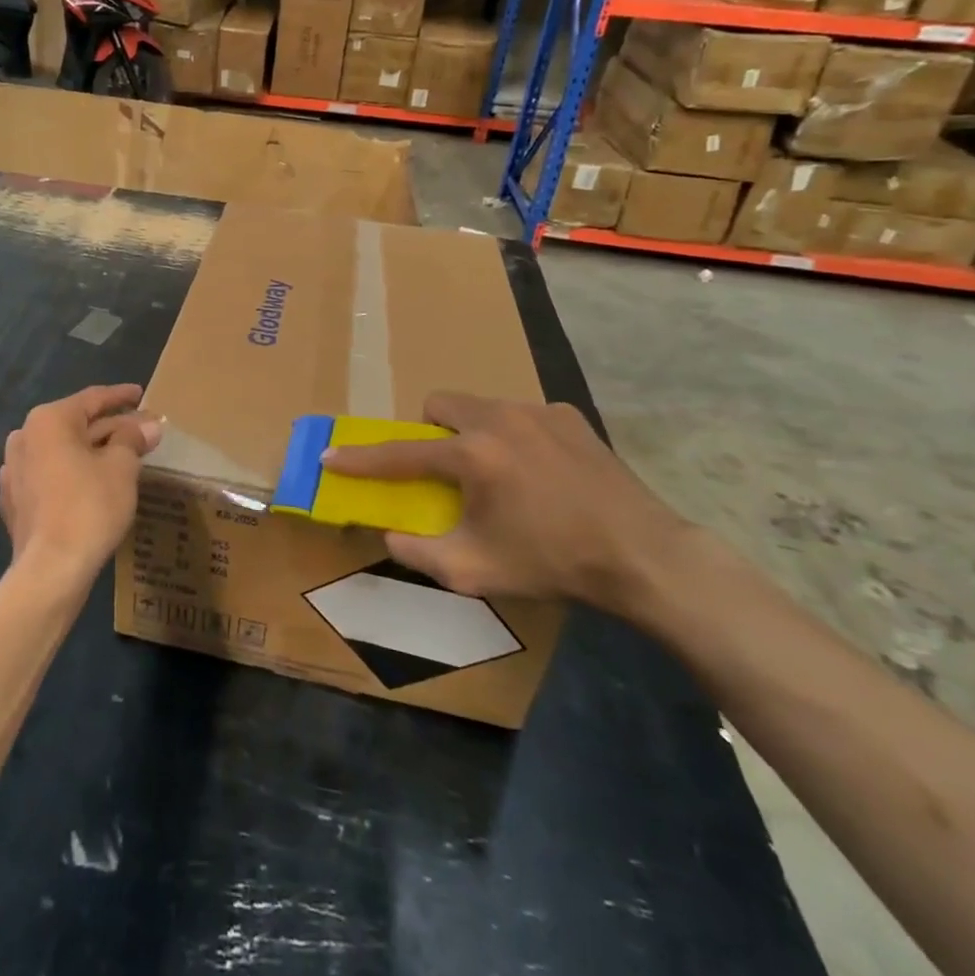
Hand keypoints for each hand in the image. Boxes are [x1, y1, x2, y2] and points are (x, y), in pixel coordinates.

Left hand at [0, 384, 161, 588]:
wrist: (50, 570)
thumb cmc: (89, 507)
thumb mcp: (121, 467)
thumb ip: (133, 440)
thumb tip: (149, 426)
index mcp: (48, 420)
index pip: (92, 399)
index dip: (121, 396)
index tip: (141, 394)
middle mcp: (25, 437)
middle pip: (76, 425)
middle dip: (111, 427)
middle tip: (142, 430)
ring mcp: (14, 470)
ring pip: (62, 450)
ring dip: (92, 450)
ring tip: (122, 455)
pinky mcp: (15, 500)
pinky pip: (50, 475)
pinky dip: (72, 473)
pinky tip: (91, 481)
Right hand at [322, 393, 685, 610]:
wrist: (642, 555)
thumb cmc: (552, 562)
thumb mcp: (474, 571)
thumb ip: (418, 552)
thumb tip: (388, 534)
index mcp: (473, 455)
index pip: (400, 454)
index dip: (360, 459)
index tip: (331, 456)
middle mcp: (499, 419)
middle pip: (439, 404)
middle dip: (429, 431)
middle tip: (445, 469)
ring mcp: (537, 411)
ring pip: (481, 406)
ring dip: (472, 431)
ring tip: (498, 472)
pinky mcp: (568, 415)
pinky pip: (521, 414)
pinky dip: (514, 435)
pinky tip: (539, 471)